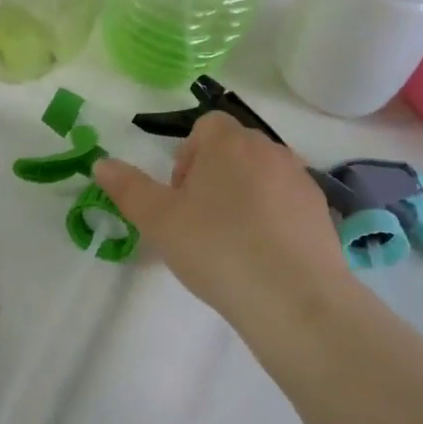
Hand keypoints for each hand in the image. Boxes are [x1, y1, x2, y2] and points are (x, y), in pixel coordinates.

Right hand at [94, 113, 349, 340]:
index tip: (180, 196)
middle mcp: (269, 149)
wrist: (293, 297)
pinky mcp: (321, 210)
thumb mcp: (159, 221)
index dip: (187, 155)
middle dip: (214, 174)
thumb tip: (101, 163)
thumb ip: (128, 188)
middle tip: (198, 219)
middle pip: (234, 148)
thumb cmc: (217, 248)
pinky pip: (287, 200)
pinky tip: (263, 254)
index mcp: (229, 142)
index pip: (206, 126)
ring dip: (244, 194)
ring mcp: (300, 178)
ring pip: (262, 174)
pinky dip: (272, 216)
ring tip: (232, 240)